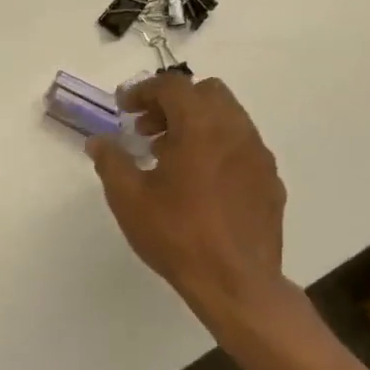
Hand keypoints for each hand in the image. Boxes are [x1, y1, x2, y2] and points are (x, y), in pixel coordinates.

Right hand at [87, 74, 291, 325]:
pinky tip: (201, 183)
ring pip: (229, 118)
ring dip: (197, 124)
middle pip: (207, 93)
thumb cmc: (177, 234)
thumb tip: (98, 141)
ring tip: (170, 157)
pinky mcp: (271, 182)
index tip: (124, 108)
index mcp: (201, 126)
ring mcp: (259, 156)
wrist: (237, 283)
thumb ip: (111, 161)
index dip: (144, 90)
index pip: (173, 86)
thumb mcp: (128, 198)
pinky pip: (242, 147)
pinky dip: (218, 148)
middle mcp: (236, 131)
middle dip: (174, 103)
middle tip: (147, 130)